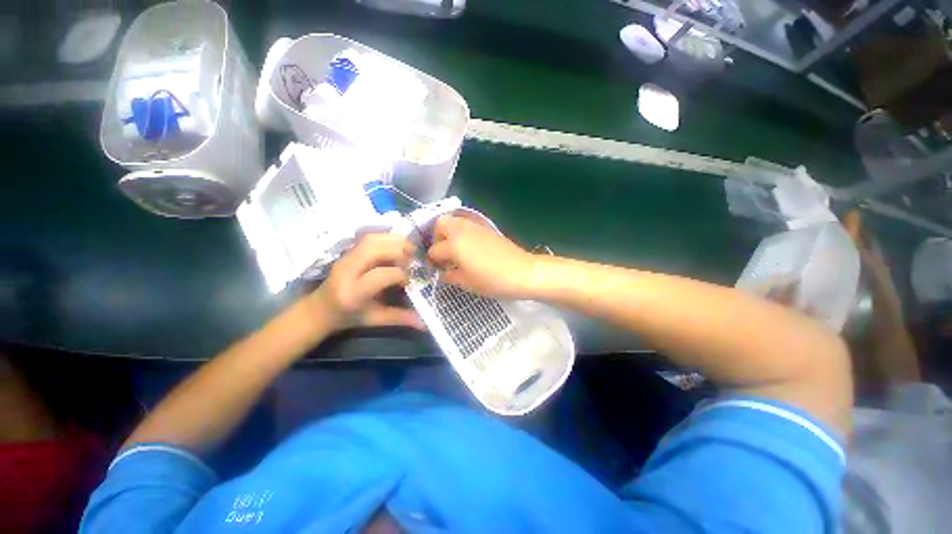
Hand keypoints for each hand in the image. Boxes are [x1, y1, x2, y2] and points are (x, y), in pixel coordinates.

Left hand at [310, 234, 424, 331]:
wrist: (320, 309)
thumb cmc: (348, 317)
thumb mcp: (374, 319)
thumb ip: (399, 318)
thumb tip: (425, 323)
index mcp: (353, 293)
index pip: (381, 274)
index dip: (401, 275)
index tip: (408, 282)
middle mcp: (347, 271)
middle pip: (374, 249)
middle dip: (398, 250)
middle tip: (412, 258)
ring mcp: (345, 258)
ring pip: (371, 239)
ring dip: (394, 241)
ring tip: (407, 249)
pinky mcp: (347, 251)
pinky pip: (369, 237)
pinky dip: (386, 238)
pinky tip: (396, 246)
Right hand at [427, 215, 535, 299]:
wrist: (522, 272)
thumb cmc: (492, 281)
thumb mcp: (467, 283)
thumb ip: (450, 276)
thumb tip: (442, 273)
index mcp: (454, 244)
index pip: (434, 250)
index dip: (432, 261)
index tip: (435, 269)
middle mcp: (462, 230)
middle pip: (440, 224)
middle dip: (436, 237)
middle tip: (443, 253)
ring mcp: (475, 226)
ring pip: (454, 221)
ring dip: (449, 232)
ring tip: (455, 250)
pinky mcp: (486, 228)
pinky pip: (467, 224)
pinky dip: (462, 232)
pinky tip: (469, 247)